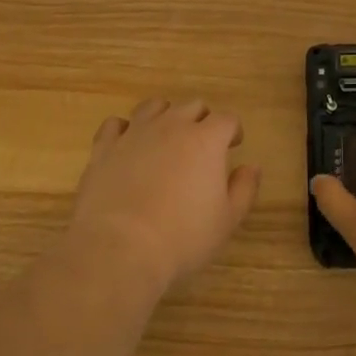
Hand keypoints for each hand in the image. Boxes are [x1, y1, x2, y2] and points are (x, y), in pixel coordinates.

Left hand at [68, 98, 262, 295]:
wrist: (119, 249)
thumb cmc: (182, 238)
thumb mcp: (227, 221)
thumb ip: (244, 189)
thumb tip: (251, 167)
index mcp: (206, 140)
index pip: (226, 119)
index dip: (233, 130)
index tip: (233, 145)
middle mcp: (171, 126)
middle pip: (192, 106)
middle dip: (202, 120)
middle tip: (202, 145)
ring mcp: (135, 133)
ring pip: (154, 106)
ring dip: (165, 116)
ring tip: (165, 138)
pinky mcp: (104, 148)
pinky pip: (115, 125)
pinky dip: (124, 130)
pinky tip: (127, 146)